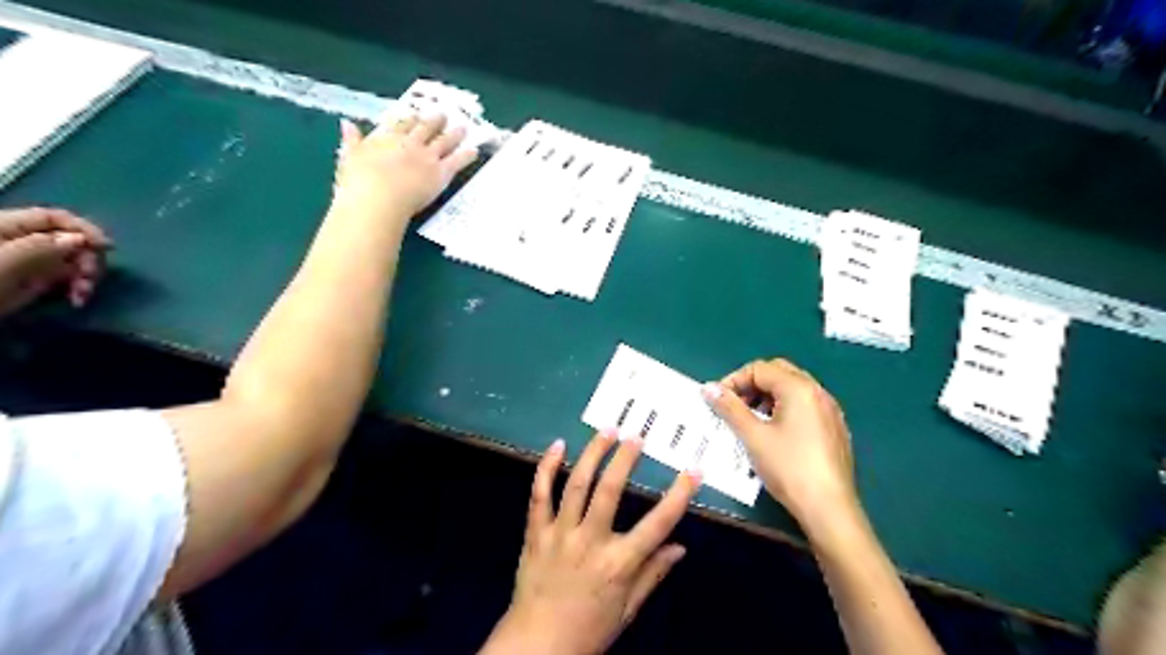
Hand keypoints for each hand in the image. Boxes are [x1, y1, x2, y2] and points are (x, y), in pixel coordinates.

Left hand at [1, 204, 109, 315]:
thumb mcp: (1, 263)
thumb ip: (39, 247)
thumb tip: (80, 239)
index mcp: (3, 226)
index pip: (52, 217)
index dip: (82, 228)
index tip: (107, 247)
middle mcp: (19, 240)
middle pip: (68, 238)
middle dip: (86, 257)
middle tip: (90, 278)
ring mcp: (28, 261)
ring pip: (74, 259)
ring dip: (87, 275)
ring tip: (83, 294)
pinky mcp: (35, 281)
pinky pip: (68, 277)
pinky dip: (79, 287)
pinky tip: (77, 299)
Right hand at [333, 116, 478, 218]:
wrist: (379, 198)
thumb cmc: (359, 182)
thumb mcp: (349, 156)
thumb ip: (351, 140)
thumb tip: (346, 124)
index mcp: (387, 137)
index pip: (400, 122)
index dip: (410, 118)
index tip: (415, 113)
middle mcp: (410, 142)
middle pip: (425, 127)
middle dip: (435, 120)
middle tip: (443, 114)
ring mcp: (428, 156)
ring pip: (444, 140)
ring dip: (455, 133)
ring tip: (463, 128)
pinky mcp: (441, 172)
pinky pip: (457, 161)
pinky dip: (466, 155)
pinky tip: (474, 151)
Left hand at [484, 430, 699, 654]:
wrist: (537, 646)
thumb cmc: (588, 630)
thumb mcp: (628, 609)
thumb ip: (653, 574)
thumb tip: (681, 547)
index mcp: (618, 564)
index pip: (656, 524)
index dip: (678, 495)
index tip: (693, 471)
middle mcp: (590, 542)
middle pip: (608, 491)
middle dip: (624, 459)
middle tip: (636, 436)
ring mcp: (559, 534)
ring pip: (576, 485)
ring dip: (592, 454)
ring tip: (606, 431)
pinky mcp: (536, 532)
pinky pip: (539, 494)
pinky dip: (546, 468)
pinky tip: (556, 446)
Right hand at [695, 358, 859, 532]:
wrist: (829, 508)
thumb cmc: (788, 468)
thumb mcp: (753, 436)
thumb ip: (729, 408)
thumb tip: (708, 388)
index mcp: (799, 388)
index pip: (759, 369)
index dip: (734, 380)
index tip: (718, 401)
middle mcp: (818, 392)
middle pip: (778, 372)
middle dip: (752, 385)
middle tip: (734, 406)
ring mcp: (830, 410)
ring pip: (793, 389)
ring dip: (768, 396)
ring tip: (751, 420)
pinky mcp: (834, 428)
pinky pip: (805, 405)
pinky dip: (785, 408)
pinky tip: (775, 433)